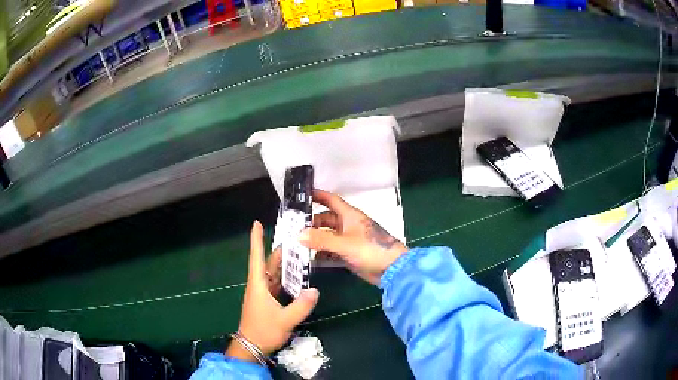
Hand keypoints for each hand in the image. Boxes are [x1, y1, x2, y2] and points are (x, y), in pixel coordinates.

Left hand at [226, 221, 319, 362]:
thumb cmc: (264, 331)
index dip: (256, 239)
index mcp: (258, 285)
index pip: (256, 257)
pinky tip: (297, 279)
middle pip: (268, 264)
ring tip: (299, 256)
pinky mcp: (266, 302)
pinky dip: (285, 279)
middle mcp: (259, 286)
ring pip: (272, 274)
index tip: (257, 223)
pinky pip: (276, 285)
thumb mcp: (285, 320)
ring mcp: (262, 294)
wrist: (251, 346)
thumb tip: (315, 290)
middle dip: (279, 251)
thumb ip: (301, 306)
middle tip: (295, 240)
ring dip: (284, 265)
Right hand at [300, 190, 408, 284]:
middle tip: (292, 228)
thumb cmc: (371, 250)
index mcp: (349, 215)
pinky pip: (331, 250)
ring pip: (328, 236)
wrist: (392, 269)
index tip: (302, 194)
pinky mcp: (350, 254)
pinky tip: (310, 258)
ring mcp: (349, 240)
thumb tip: (299, 235)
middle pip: (326, 219)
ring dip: (315, 239)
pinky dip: (321, 253)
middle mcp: (348, 225)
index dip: (318, 195)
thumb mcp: (344, 243)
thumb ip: (321, 239)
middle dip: (311, 222)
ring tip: (296, 243)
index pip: (331, 200)